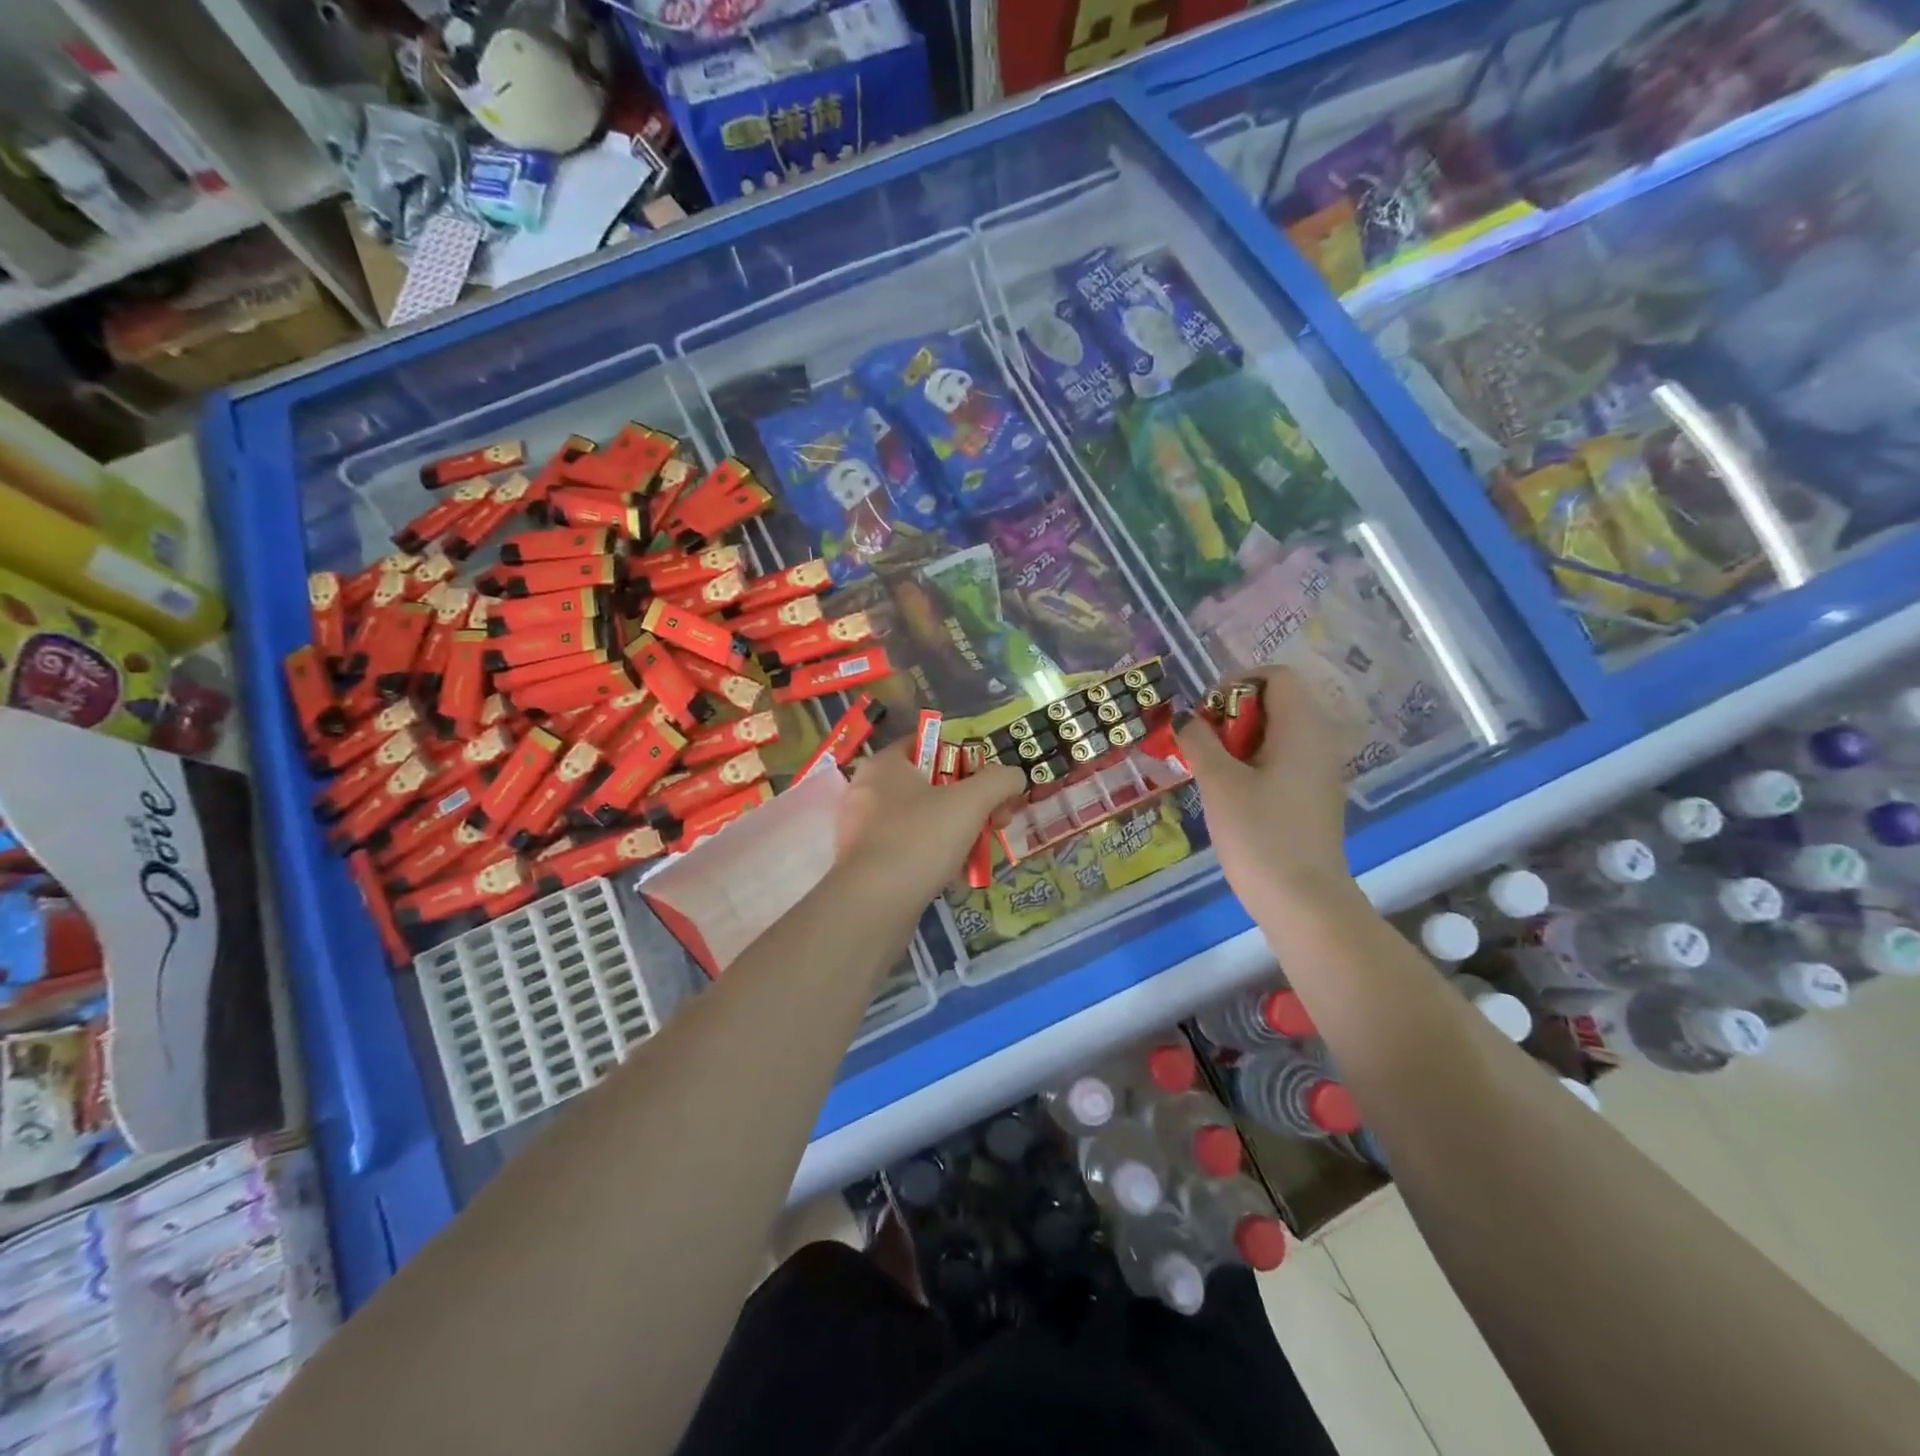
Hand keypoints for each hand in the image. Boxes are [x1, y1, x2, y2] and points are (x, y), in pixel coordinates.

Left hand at [835, 742, 1026, 906]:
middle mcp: (867, 790)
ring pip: (921, 819)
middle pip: (930, 784)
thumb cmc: (920, 839)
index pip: (928, 744)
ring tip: (980, 852)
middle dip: (969, 802)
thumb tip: (1015, 776)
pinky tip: (955, 875)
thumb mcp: (971, 802)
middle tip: (997, 821)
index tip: (990, 783)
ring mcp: (862, 829)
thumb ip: (999, 781)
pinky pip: (908, 848)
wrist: (873, 906)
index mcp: (884, 764)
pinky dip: (933, 856)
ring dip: (956, 832)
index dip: (965, 757)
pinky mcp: (864, 863)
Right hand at [1177, 667, 1355, 915]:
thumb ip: (1199, 741)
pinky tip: (1231, 794)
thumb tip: (1185, 719)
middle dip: (1232, 715)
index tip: (1205, 714)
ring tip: (1210, 771)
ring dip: (1238, 742)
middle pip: (1275, 703)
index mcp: (1302, 728)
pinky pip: (1282, 761)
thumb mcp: (1219, 782)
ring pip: (1276, 734)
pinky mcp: (1313, 797)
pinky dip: (1253, 764)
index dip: (1235, 683)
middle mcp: (1319, 741)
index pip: (1275, 676)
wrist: (1303, 902)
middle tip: (1201, 745)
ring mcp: (1319, 771)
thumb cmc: (1260, 835)